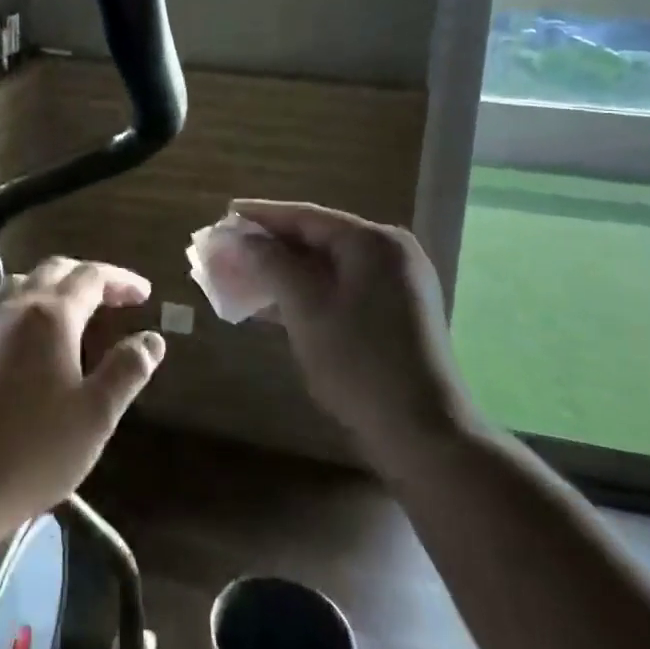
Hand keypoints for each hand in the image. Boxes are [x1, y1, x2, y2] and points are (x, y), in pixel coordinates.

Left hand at [0, 257, 165, 539]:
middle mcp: (15, 307)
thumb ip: (127, 370)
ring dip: (56, 285)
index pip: (92, 277)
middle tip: (116, 297)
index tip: (145, 294)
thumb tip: (153, 339)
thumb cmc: (33, 450)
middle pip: (55, 270)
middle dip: (89, 277)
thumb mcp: (95, 414)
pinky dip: (31, 304)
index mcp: (51, 314)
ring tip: (77, 309)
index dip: (121, 280)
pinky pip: (5, 306)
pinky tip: (37, 339)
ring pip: (24, 283)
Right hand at [225, 200, 478, 472]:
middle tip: (229, 247)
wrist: (424, 434)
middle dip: (271, 245)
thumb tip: (243, 239)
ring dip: (285, 271)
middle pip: (318, 238)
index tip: (225, 214)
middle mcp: (389, 253)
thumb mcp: (306, 308)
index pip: (307, 216)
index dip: (262, 215)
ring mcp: (396, 284)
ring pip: (328, 266)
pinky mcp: (395, 313)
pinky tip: (271, 305)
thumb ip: (271, 264)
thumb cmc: (359, 362)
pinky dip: (307, 292)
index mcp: (373, 242)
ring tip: (242, 274)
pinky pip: (341, 288)